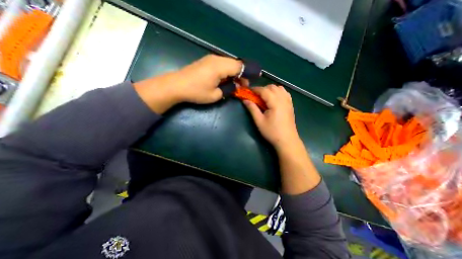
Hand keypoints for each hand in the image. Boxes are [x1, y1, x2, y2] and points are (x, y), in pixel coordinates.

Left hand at [132, 53, 241, 112]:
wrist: (176, 86)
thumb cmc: (196, 92)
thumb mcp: (215, 95)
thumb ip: (228, 89)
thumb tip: (235, 86)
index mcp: (220, 66)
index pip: (240, 66)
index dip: (248, 73)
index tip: (252, 80)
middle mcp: (217, 59)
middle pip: (235, 63)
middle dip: (241, 74)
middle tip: (243, 85)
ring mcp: (210, 59)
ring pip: (228, 63)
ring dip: (234, 72)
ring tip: (236, 83)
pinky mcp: (206, 61)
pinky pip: (221, 64)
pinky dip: (227, 71)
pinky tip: (226, 79)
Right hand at [243, 85, 301, 151]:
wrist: (287, 141)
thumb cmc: (272, 132)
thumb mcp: (259, 121)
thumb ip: (252, 109)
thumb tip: (245, 100)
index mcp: (275, 103)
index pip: (264, 90)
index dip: (255, 89)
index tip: (248, 91)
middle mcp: (283, 99)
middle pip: (272, 87)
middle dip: (262, 89)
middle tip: (255, 96)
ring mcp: (288, 102)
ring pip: (279, 88)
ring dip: (270, 89)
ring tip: (264, 97)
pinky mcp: (291, 105)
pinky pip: (285, 93)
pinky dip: (278, 92)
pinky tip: (274, 99)